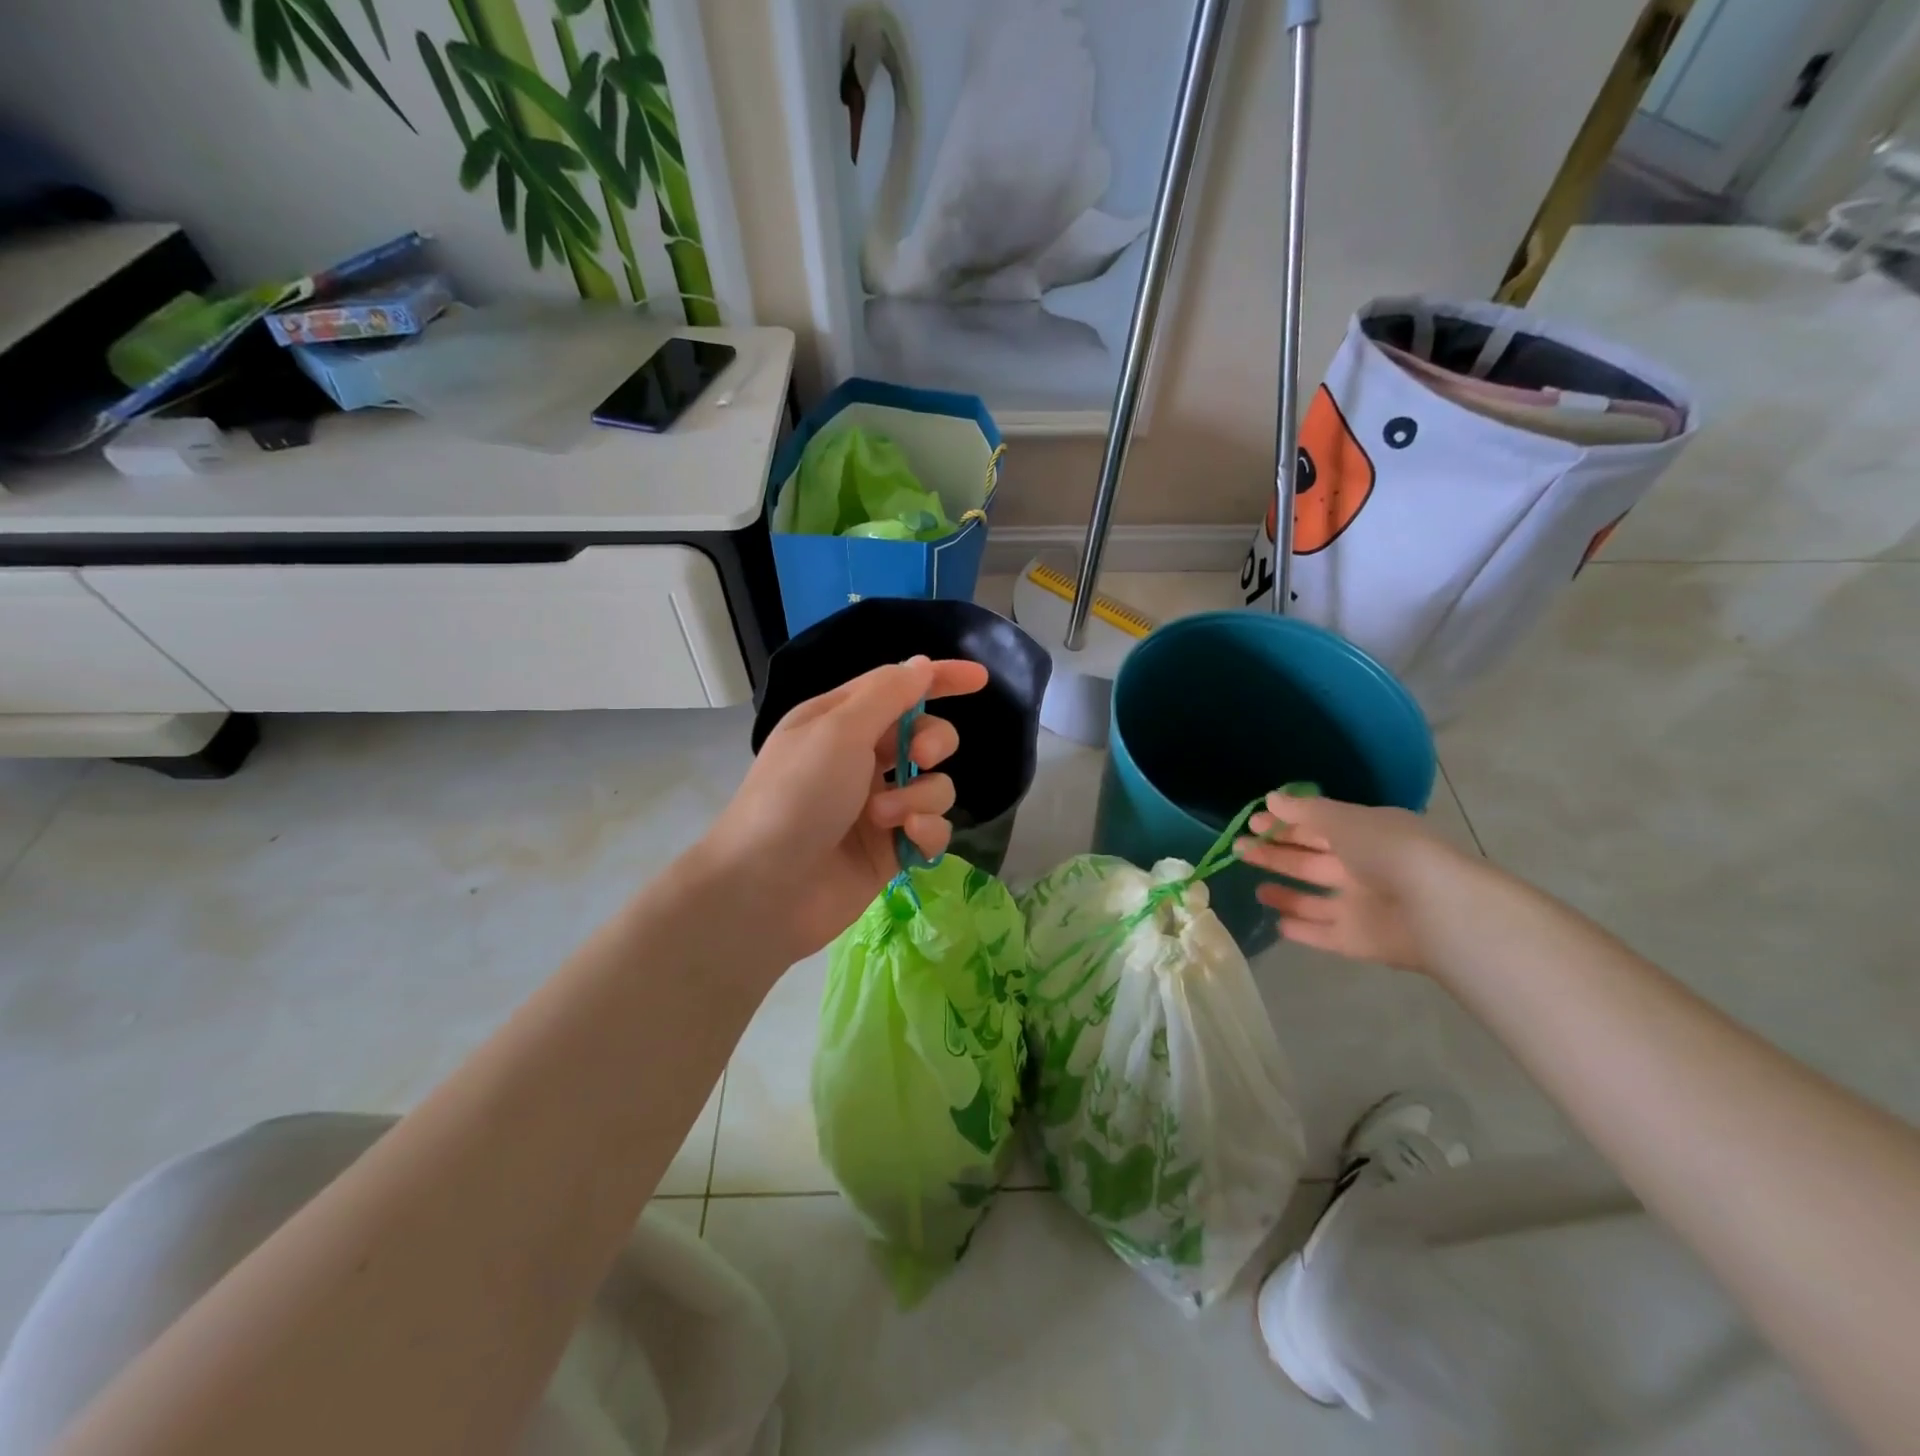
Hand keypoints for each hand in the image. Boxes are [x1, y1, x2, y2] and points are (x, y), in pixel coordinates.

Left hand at [698, 656, 988, 960]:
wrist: (765, 890)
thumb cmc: (795, 796)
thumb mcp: (838, 731)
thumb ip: (888, 694)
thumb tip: (921, 664)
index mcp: (840, 722)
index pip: (899, 687)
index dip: (940, 678)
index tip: (980, 679)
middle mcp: (860, 760)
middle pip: (925, 735)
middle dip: (934, 742)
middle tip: (919, 757)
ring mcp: (878, 807)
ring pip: (935, 785)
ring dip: (920, 796)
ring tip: (883, 818)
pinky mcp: (890, 849)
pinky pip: (932, 828)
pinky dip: (926, 831)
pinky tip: (907, 842)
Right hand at [1234, 789, 1468, 973]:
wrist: (1436, 910)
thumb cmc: (1388, 851)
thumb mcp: (1343, 820)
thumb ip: (1304, 811)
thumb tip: (1271, 799)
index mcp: (1365, 835)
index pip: (1319, 827)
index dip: (1285, 824)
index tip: (1252, 822)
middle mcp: (1364, 869)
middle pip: (1311, 861)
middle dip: (1276, 853)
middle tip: (1239, 848)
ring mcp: (1362, 907)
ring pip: (1316, 899)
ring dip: (1286, 893)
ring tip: (1256, 888)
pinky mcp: (1359, 941)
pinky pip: (1324, 934)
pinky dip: (1303, 929)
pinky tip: (1278, 923)